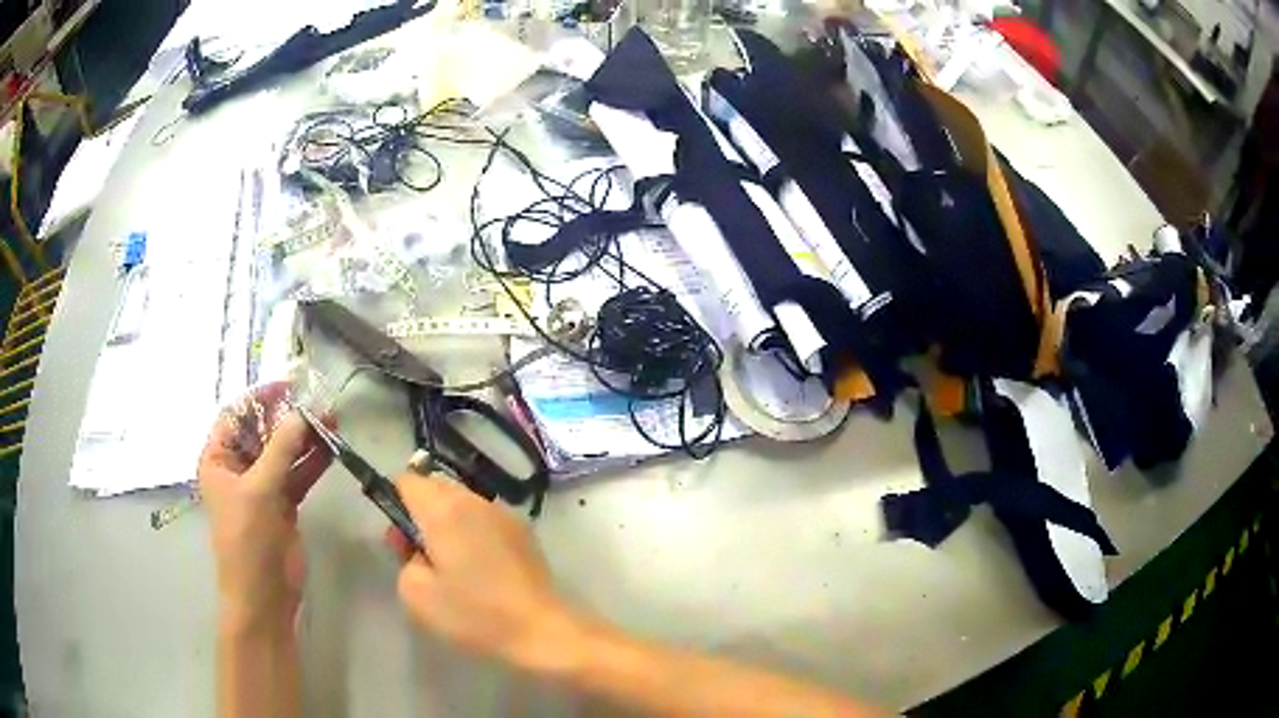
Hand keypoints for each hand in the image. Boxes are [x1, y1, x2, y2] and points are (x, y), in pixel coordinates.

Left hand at [197, 383, 330, 631]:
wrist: (264, 596)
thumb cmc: (247, 540)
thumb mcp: (259, 490)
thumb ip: (281, 449)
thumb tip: (303, 412)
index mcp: (218, 459)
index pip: (235, 415)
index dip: (259, 398)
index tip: (289, 385)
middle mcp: (238, 468)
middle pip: (262, 431)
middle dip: (288, 417)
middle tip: (318, 401)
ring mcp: (262, 486)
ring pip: (284, 452)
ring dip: (305, 437)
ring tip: (333, 418)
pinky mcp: (283, 504)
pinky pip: (298, 473)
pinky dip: (313, 461)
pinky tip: (333, 446)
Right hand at [387, 474, 580, 665]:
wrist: (540, 629)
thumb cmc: (475, 614)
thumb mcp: (416, 594)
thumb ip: (404, 560)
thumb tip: (417, 548)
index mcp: (444, 509)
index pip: (407, 481)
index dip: (395, 506)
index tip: (400, 543)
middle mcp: (474, 500)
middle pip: (435, 488)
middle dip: (420, 514)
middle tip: (421, 557)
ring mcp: (503, 512)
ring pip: (461, 502)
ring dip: (448, 523)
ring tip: (453, 565)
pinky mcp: (523, 530)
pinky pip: (485, 517)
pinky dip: (474, 531)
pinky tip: (481, 568)